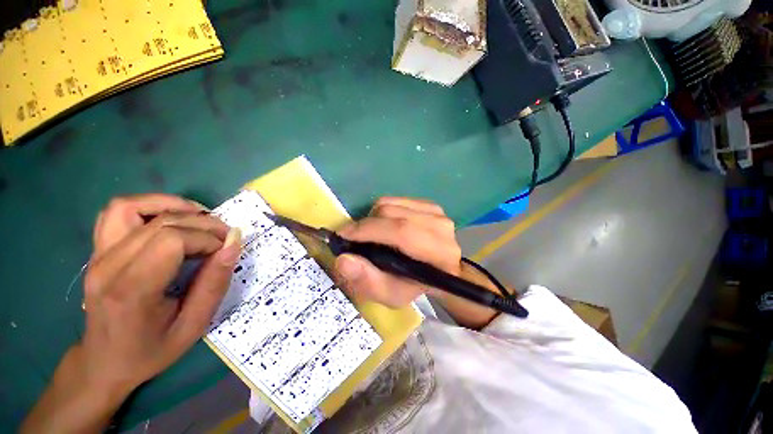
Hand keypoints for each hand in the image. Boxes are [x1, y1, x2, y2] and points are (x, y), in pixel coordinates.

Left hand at [82, 194, 241, 391]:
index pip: (172, 241)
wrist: (103, 362)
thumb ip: (215, 282)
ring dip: (174, 206)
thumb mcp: (193, 325)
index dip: (206, 240)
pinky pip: (118, 211)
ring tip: (199, 220)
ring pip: (134, 206)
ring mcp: (97, 255)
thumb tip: (234, 243)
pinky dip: (148, 205)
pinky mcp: (97, 249)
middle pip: (160, 222)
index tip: (224, 251)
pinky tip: (170, 218)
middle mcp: (108, 266)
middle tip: (223, 237)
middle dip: (202, 224)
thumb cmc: (151, 350)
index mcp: (131, 291)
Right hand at [334, 197, 461, 307]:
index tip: (344, 235)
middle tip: (354, 239)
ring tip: (371, 235)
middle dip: (366, 225)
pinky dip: (382, 211)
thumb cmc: (414, 285)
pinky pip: (395, 200)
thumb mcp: (390, 294)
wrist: (437, 271)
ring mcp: (436, 212)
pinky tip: (384, 226)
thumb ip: (368, 281)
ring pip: (391, 204)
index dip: (369, 230)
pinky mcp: (429, 204)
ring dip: (373, 218)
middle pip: (392, 214)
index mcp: (439, 253)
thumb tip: (344, 259)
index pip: (401, 232)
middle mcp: (441, 227)